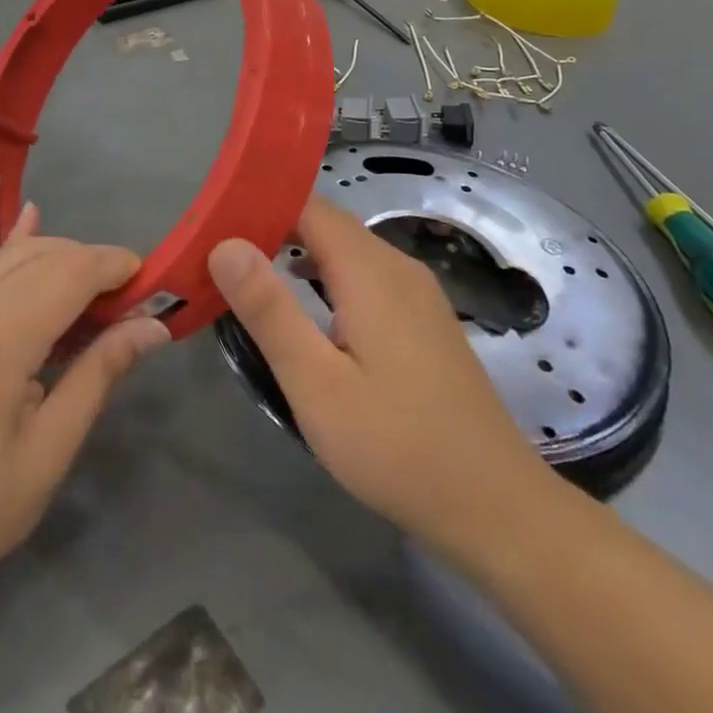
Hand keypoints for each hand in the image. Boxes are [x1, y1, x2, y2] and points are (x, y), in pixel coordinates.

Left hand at [0, 205, 168, 618]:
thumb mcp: (48, 452)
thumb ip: (99, 375)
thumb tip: (153, 327)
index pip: (70, 272)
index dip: (115, 266)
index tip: (154, 284)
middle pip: (45, 255)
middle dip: (94, 262)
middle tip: (133, 301)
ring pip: (14, 256)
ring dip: (62, 258)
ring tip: (99, 294)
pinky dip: (19, 250)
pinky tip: (33, 220)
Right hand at [208, 195, 550, 546]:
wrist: (498, 507)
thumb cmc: (397, 446)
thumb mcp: (316, 384)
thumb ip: (269, 309)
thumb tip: (225, 244)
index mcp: (370, 270)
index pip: (307, 205)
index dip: (260, 206)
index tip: (215, 224)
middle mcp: (398, 266)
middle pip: (327, 224)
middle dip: (274, 230)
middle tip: (222, 256)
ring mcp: (418, 292)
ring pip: (348, 250)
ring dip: (301, 254)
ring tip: (254, 280)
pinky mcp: (426, 319)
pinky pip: (367, 275)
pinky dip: (329, 277)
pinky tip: (310, 312)